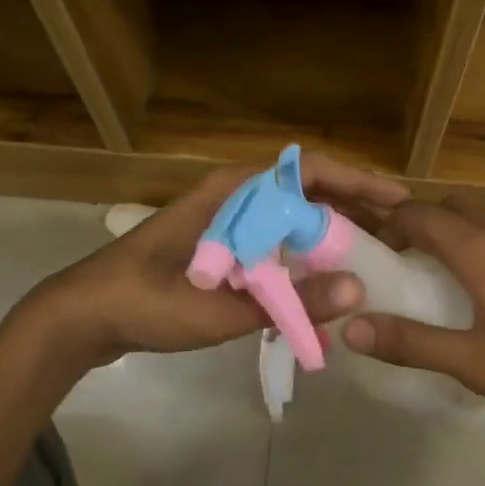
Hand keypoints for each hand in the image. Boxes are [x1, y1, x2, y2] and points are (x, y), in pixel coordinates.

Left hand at [5, 154, 411, 369]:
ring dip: (331, 231)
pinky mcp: (221, 244)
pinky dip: (304, 253)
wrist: (84, 314)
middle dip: (354, 208)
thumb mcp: (221, 308)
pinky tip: (322, 282)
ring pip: (293, 215)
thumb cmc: (147, 302)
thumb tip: (359, 290)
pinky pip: (275, 238)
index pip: (310, 171)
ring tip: (372, 256)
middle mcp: (236, 196)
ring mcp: (228, 219)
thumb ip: (290, 301)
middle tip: (397, 235)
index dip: (359, 182)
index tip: (399, 202)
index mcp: (235, 192)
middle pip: (308, 191)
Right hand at [341, 200, 484, 421]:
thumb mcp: (475, 362)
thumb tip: (352, 327)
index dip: (383, 225)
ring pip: (471, 220)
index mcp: (477, 249)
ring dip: (441, 234)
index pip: (416, 213)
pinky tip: (467, 288)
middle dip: (410, 226)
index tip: (361, 251)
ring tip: (420, 274)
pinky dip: (468, 245)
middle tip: (387, 265)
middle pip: (443, 210)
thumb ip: (412, 343)